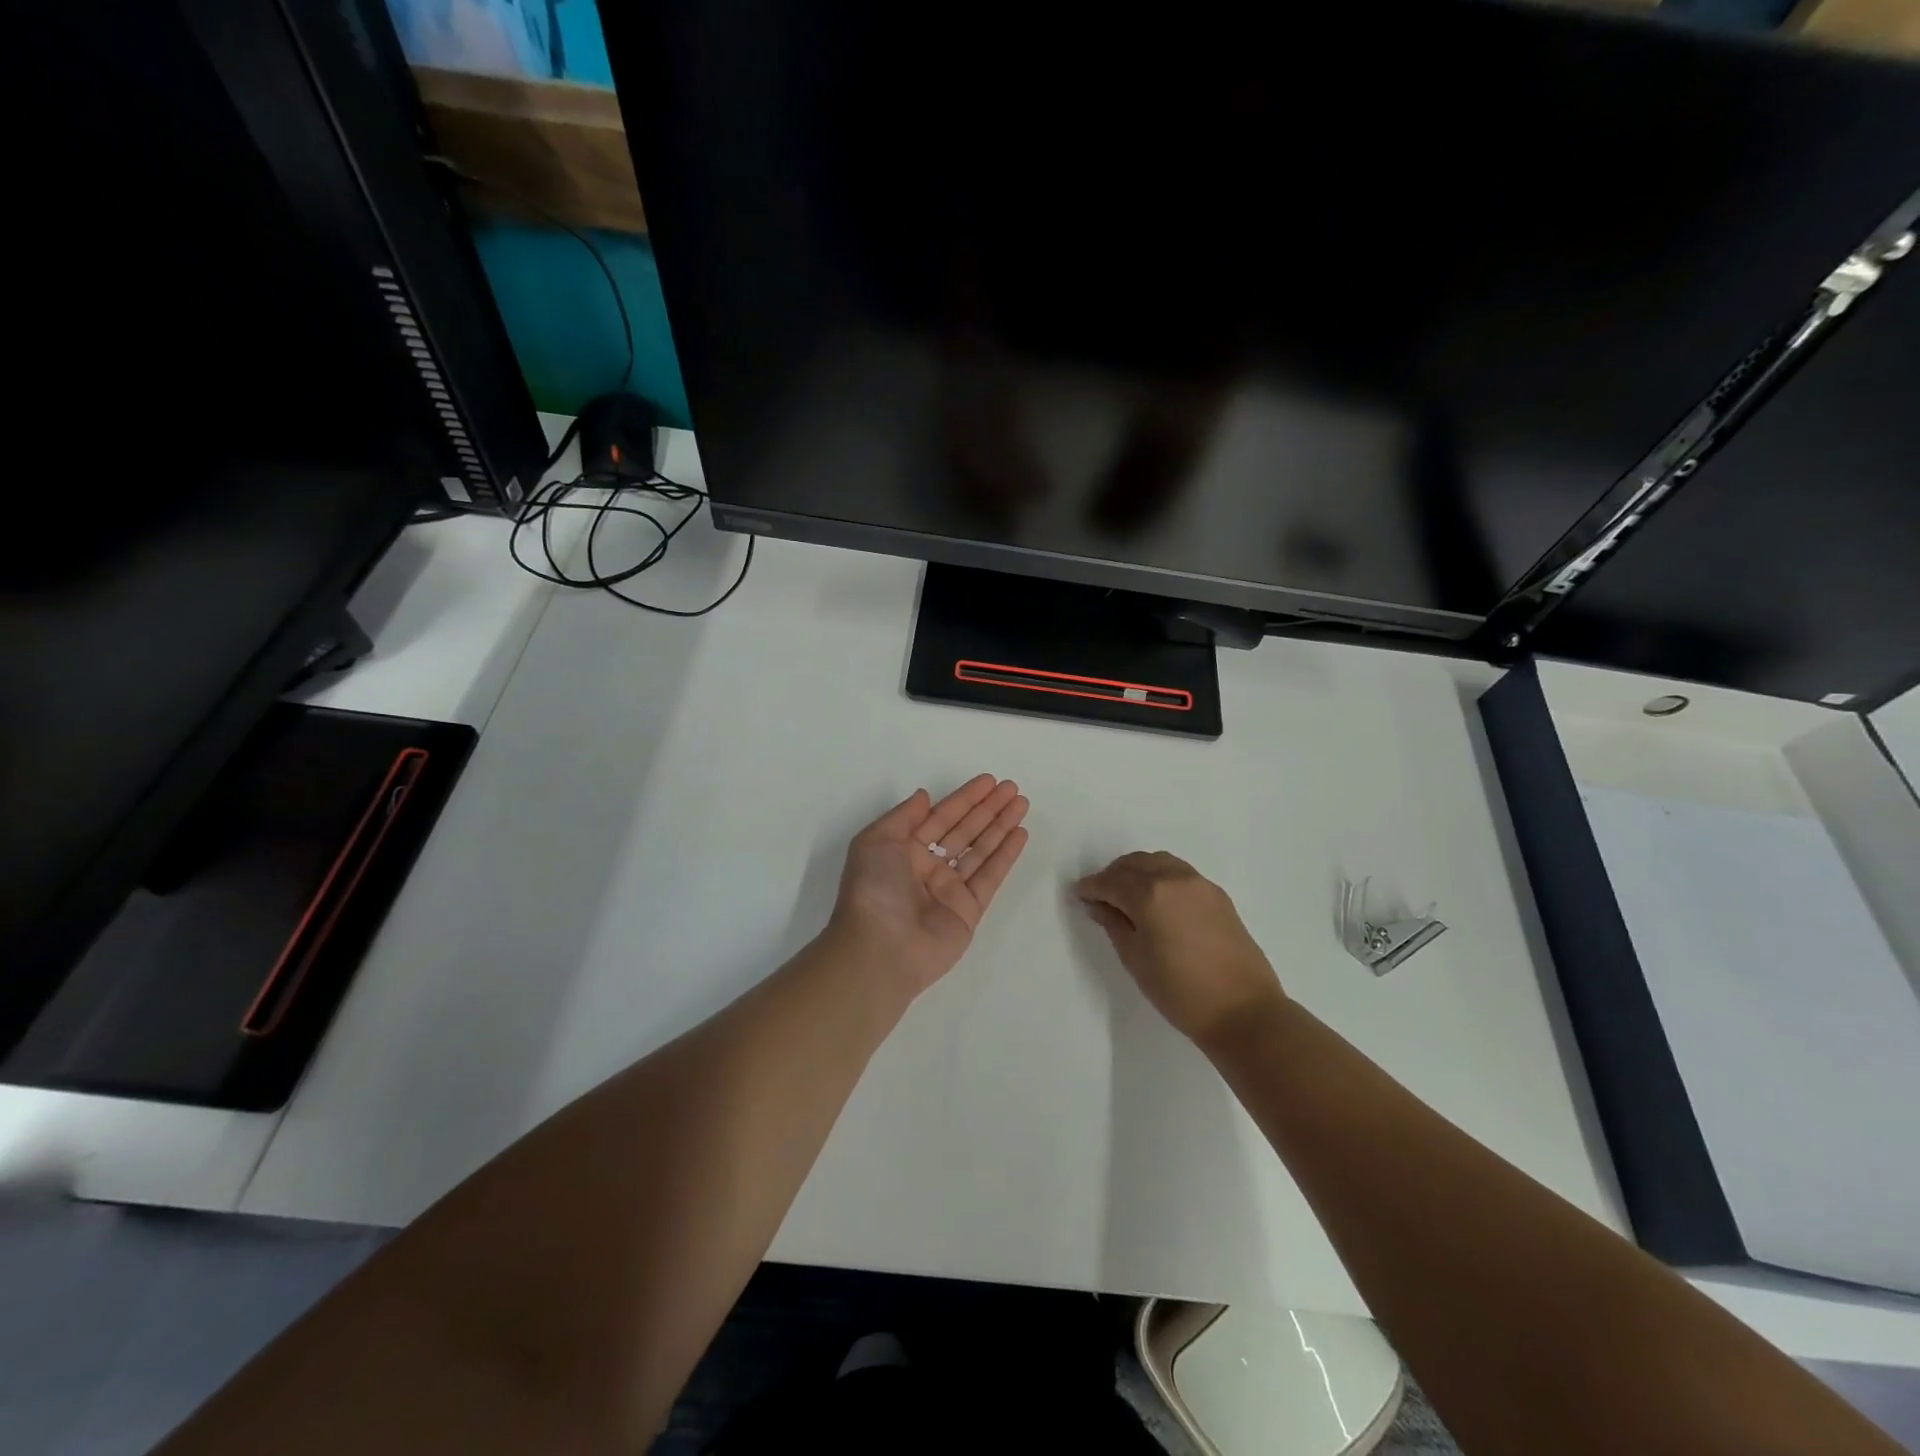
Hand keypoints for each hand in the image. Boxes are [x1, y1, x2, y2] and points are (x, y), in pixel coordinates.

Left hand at [829, 775, 1030, 995]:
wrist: (881, 948)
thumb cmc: (874, 889)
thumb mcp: (876, 840)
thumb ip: (904, 816)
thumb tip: (924, 796)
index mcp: (903, 850)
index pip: (940, 817)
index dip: (964, 798)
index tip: (988, 781)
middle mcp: (927, 867)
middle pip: (964, 830)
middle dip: (988, 808)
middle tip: (1012, 788)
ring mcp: (949, 890)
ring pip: (981, 850)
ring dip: (1001, 826)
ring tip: (1022, 803)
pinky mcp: (969, 910)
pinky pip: (990, 875)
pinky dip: (1006, 855)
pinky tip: (1020, 834)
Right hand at [1075, 852, 1284, 1047]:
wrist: (1243, 1010)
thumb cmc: (1180, 991)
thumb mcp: (1136, 959)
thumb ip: (1114, 925)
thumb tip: (1098, 905)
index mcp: (1150, 894)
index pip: (1111, 882)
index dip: (1091, 887)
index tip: (1078, 894)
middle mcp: (1174, 879)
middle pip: (1134, 864)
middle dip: (1113, 875)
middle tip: (1100, 896)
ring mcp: (1200, 884)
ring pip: (1159, 862)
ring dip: (1138, 871)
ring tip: (1128, 895)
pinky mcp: (1217, 895)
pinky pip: (1179, 873)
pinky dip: (1161, 876)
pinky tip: (1157, 900)